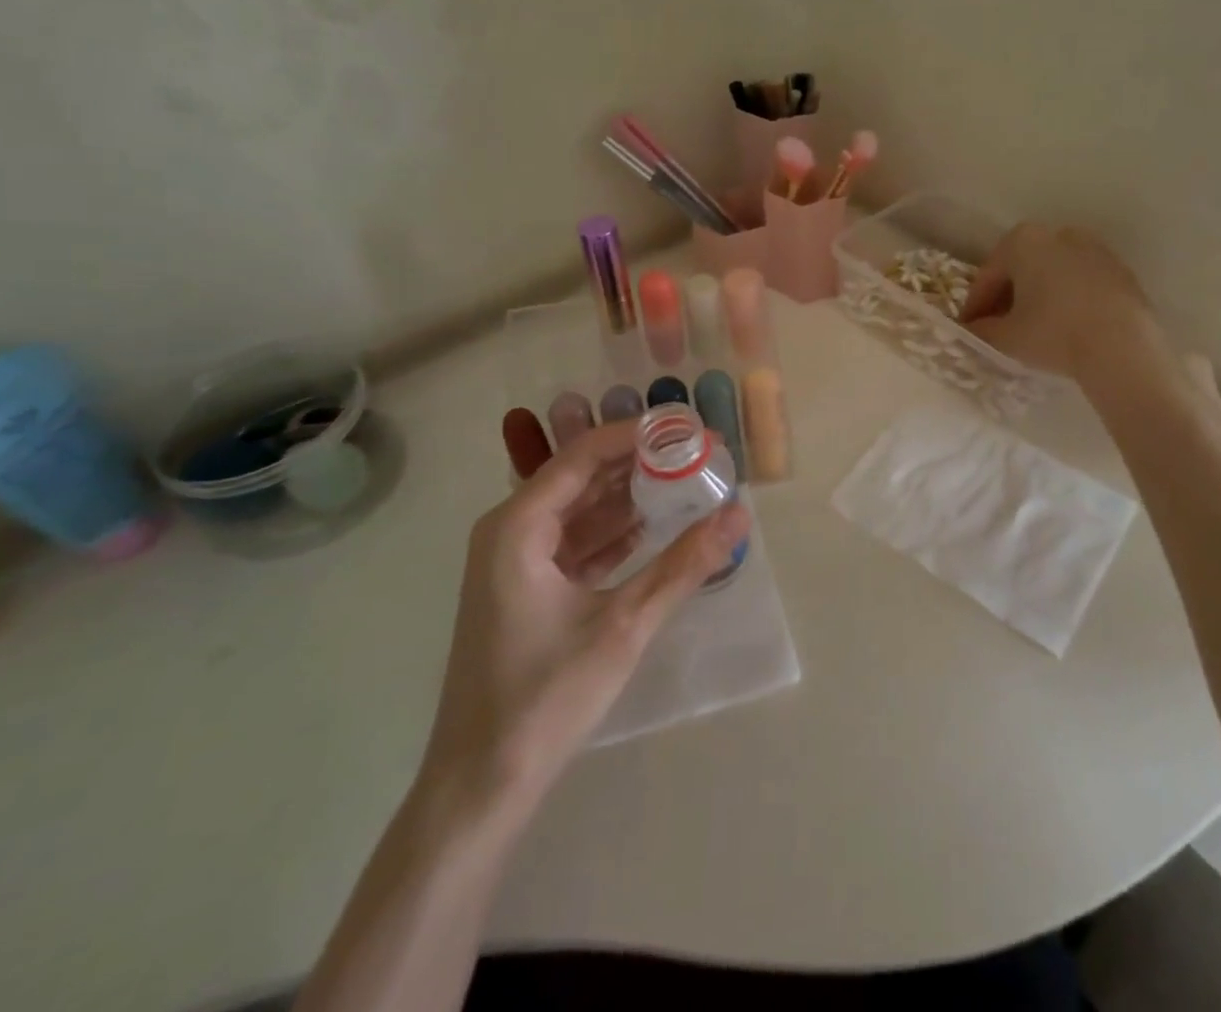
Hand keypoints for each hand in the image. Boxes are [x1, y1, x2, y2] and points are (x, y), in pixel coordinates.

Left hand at [413, 419, 746, 835]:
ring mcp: (517, 561)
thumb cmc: (544, 698)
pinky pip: (578, 542)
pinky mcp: (529, 589)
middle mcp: (512, 531)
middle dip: (641, 464)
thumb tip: (740, 514)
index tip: (691, 432)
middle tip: (701, 457)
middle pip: (583, 476)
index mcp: (518, 526)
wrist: (480, 787)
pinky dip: (617, 532)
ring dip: (632, 497)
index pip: (585, 454)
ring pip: (582, 509)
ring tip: (690, 483)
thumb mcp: (624, 625)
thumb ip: (684, 565)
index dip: (639, 436)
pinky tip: (659, 526)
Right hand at [961, 223, 1164, 380]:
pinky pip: (1080, 282)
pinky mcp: (1120, 270)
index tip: (969, 328)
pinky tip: (1065, 326)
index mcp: (1022, 240)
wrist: (1122, 346)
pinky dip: (1067, 299)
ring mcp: (1093, 248)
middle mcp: (1058, 233)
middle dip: (1006, 297)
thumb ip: (981, 330)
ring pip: (1052, 273)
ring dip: (1038, 296)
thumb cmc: (1053, 333)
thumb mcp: (1005, 337)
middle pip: (1021, 268)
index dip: (975, 305)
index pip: (988, 275)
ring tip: (1032, 329)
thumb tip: (972, 330)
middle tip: (997, 328)